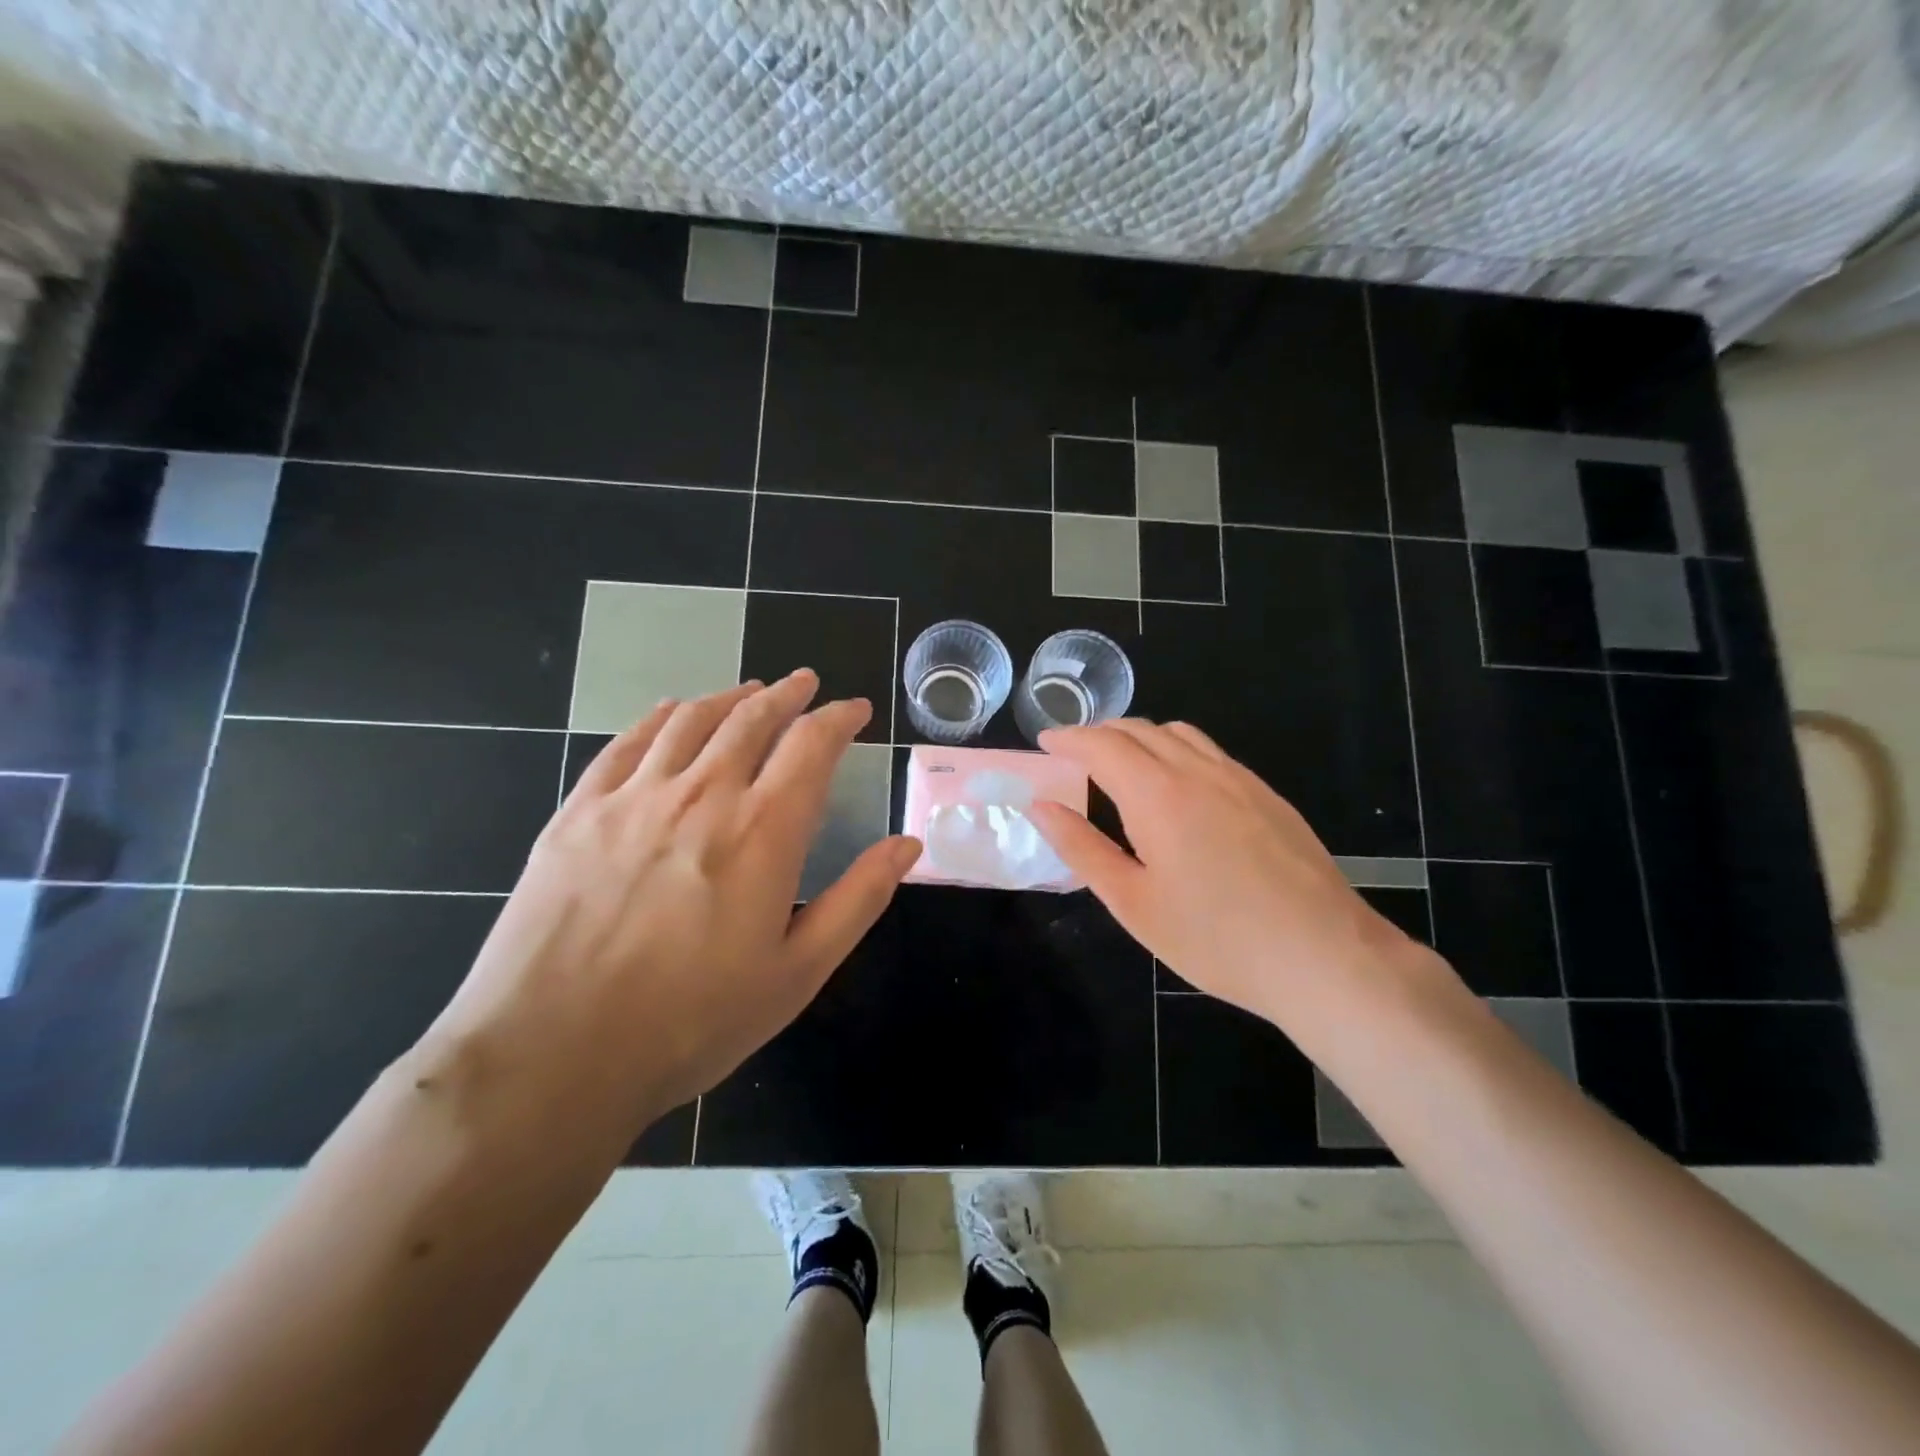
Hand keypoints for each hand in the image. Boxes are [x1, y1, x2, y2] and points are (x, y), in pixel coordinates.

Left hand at [421, 671, 921, 1141]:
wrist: (550, 1057)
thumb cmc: (691, 1022)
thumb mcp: (797, 973)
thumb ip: (858, 899)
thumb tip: (907, 845)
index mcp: (763, 831)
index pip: (812, 746)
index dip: (839, 719)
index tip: (855, 709)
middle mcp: (702, 795)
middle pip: (752, 718)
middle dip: (787, 694)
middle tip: (806, 683)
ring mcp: (633, 798)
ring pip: (690, 720)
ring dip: (729, 697)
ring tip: (749, 690)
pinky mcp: (578, 812)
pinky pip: (627, 743)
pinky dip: (659, 717)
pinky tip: (671, 712)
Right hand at [1028, 719, 1452, 1036]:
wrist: (1324, 957)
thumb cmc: (1215, 939)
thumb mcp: (1133, 902)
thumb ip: (1081, 848)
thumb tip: (1040, 807)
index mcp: (1158, 794)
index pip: (1102, 744)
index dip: (1068, 738)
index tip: (1045, 743)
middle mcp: (1198, 771)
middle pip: (1139, 729)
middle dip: (1099, 733)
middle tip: (1073, 755)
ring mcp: (1240, 779)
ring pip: (1179, 734)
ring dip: (1139, 737)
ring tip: (1120, 765)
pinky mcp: (1268, 795)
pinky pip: (1211, 752)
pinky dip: (1176, 750)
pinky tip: (1177, 788)